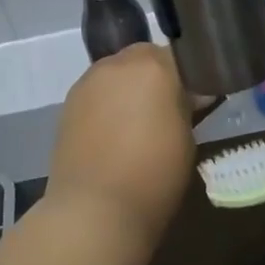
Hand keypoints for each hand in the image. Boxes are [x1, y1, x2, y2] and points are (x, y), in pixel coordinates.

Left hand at [46, 44, 195, 246]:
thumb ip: (187, 107)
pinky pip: (96, 92)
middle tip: (166, 109)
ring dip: (129, 87)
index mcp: (154, 67)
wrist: (94, 209)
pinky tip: (112, 133)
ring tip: (137, 123)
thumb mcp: (187, 139)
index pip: (179, 55)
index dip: (189, 76)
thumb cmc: (154, 175)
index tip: (196, 99)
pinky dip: (107, 103)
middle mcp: (118, 64)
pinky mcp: (68, 103)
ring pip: (116, 73)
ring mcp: (88, 82)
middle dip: (156, 76)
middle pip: (143, 58)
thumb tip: (191, 95)